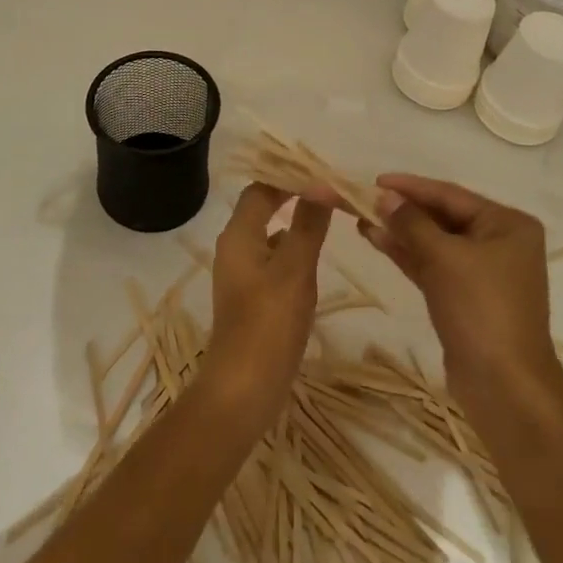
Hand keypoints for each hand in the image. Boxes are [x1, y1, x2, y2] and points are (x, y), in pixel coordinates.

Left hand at [204, 183, 331, 427]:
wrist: (243, 389)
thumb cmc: (268, 324)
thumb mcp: (295, 269)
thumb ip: (308, 225)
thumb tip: (321, 185)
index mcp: (238, 234)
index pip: (261, 188)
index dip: (288, 176)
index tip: (321, 172)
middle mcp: (234, 247)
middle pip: (262, 207)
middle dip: (293, 196)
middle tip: (328, 191)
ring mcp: (240, 274)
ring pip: (268, 233)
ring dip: (295, 222)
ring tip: (328, 217)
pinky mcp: (250, 297)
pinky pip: (271, 259)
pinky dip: (291, 249)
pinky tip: (313, 258)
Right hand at [361, 174, 558, 420]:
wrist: (505, 389)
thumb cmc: (481, 310)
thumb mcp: (444, 258)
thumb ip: (411, 223)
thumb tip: (384, 195)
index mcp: (507, 224)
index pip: (450, 195)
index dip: (411, 187)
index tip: (375, 180)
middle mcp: (499, 242)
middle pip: (442, 217)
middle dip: (403, 210)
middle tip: (362, 199)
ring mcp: (483, 273)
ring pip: (434, 242)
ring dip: (400, 232)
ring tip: (361, 219)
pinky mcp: (466, 298)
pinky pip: (433, 265)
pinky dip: (407, 254)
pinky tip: (376, 241)